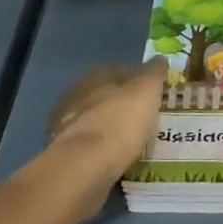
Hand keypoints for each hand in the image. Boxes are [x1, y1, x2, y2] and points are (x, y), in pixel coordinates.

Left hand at [42, 59, 166, 211]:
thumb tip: (160, 58)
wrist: (85, 165)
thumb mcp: (147, 90)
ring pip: (94, 121)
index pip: (120, 70)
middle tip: (142, 118)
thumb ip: (154, 73)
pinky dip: (101, 149)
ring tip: (131, 142)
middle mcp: (76, 94)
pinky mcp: (62, 153)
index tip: (152, 94)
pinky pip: (88, 146)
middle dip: (121, 105)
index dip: (137, 81)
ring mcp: (65, 124)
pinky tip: (115, 159)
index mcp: (96, 75)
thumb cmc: (121, 120)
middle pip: (104, 96)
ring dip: (109, 128)